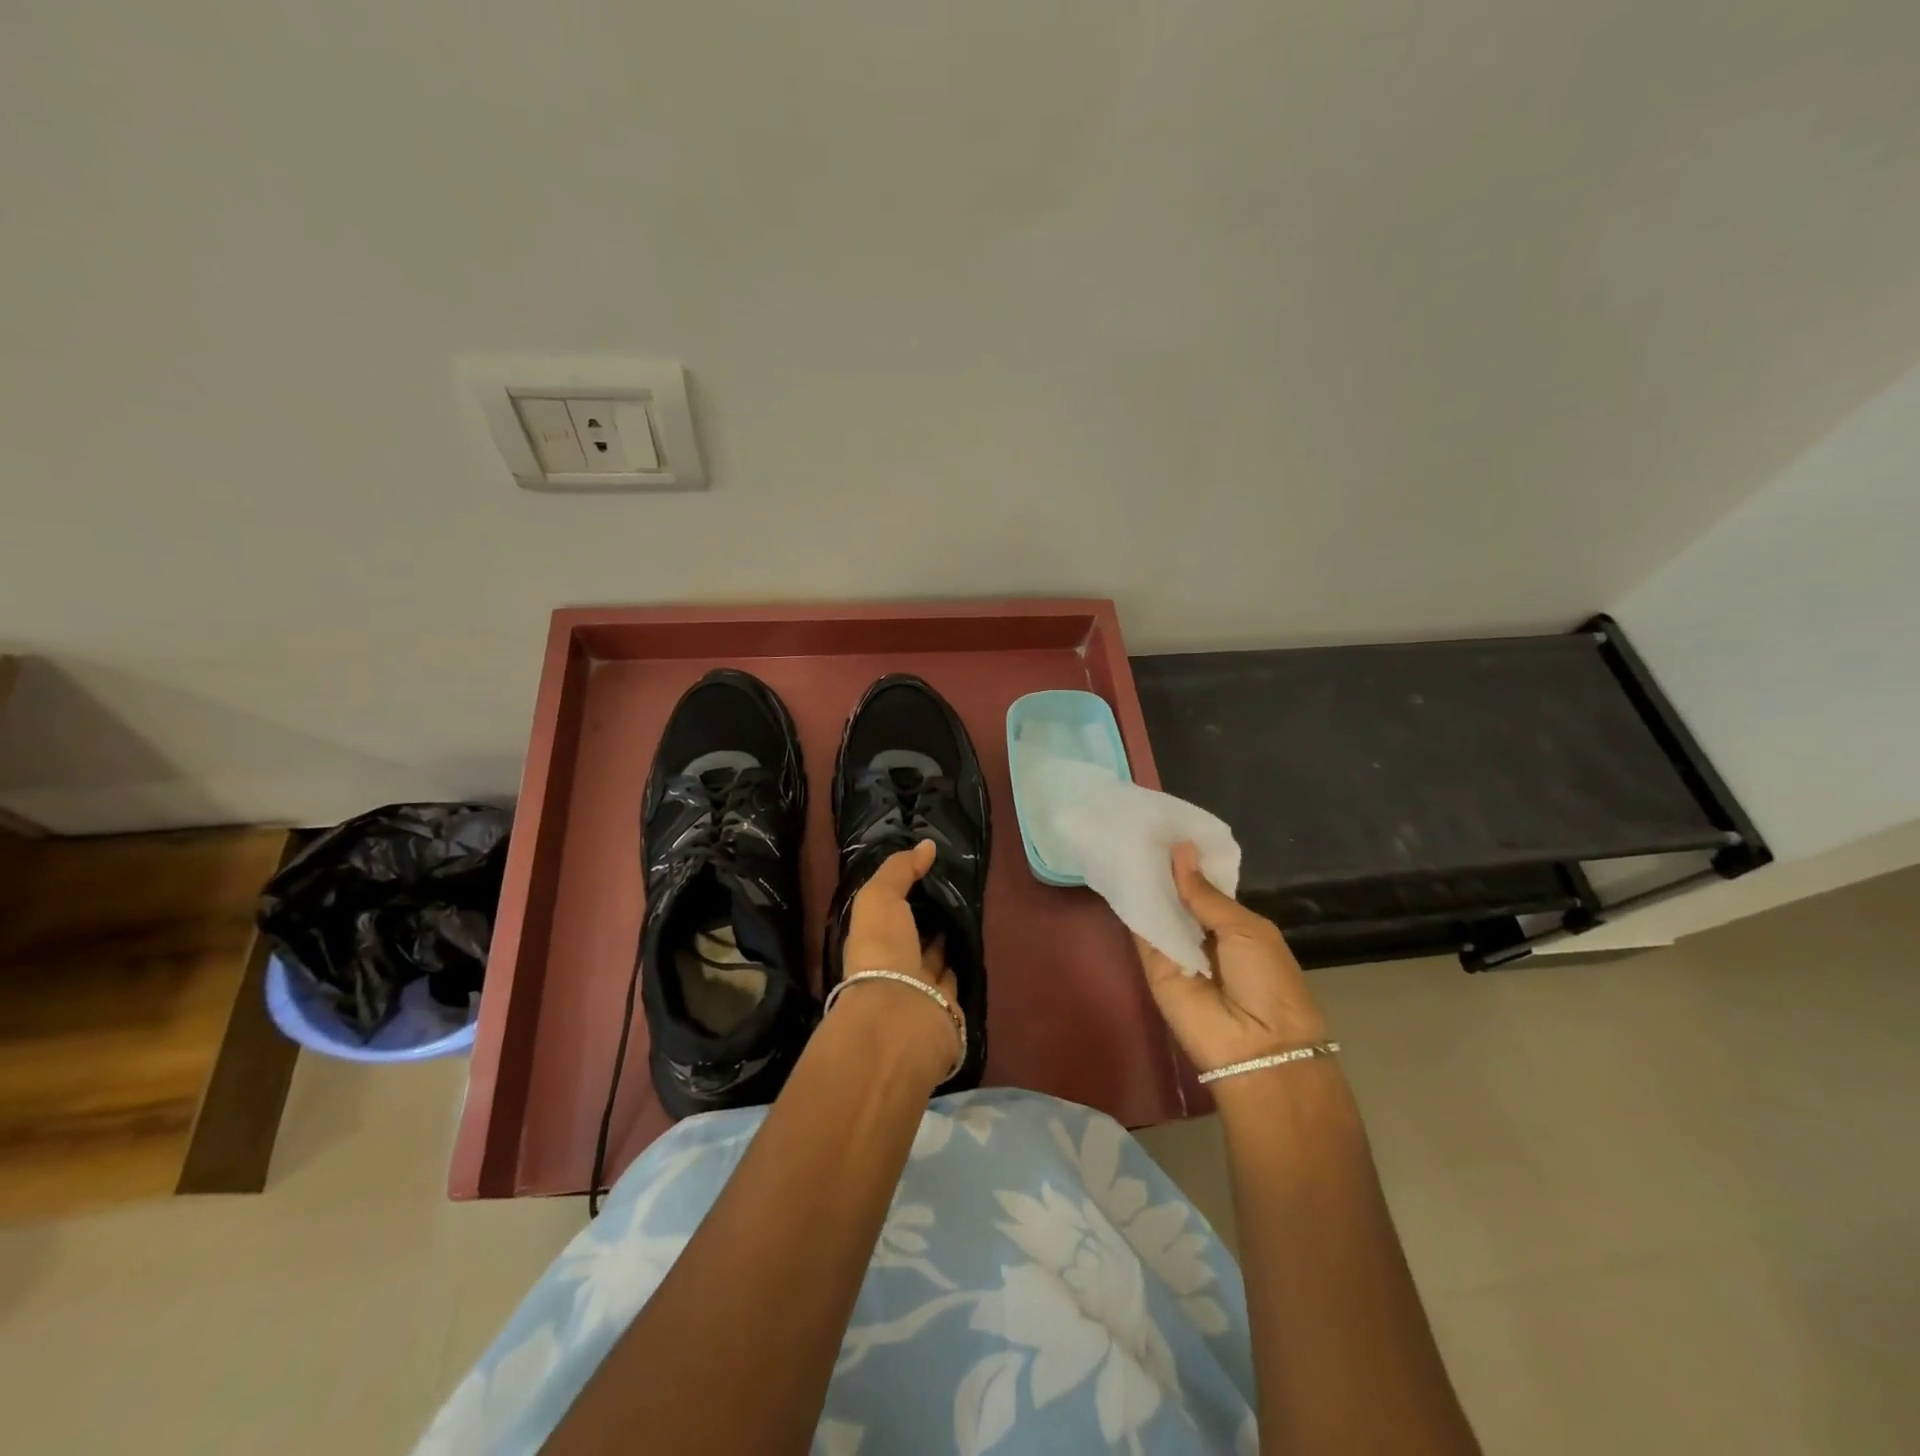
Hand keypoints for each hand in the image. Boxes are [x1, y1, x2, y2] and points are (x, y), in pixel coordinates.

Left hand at [837, 841, 961, 1083]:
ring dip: (950, 937)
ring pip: (937, 956)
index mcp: (870, 941)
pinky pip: (956, 976)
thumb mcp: (879, 898)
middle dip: (931, 914)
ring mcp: (919, 989)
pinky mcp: (947, 1007)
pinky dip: (964, 960)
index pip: (887, 912)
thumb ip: (899, 870)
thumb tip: (927, 845)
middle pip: (914, 935)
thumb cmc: (882, 950)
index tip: (931, 867)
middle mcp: (892, 966)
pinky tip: (979, 938)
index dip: (906, 892)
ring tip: (973, 906)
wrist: (901, 1014)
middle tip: (959, 885)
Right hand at [1135, 842, 1329, 1075]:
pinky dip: (1131, 905)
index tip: (1165, 827)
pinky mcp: (1151, 965)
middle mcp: (1202, 935)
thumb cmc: (1268, 982)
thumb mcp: (1245, 929)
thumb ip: (1206, 893)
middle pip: (1176, 896)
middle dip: (1162, 868)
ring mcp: (1175, 950)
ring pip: (1156, 910)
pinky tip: (1118, 871)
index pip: (1203, 887)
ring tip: (1124, 837)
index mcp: (1234, 925)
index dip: (1187, 861)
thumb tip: (1181, 849)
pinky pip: (1141, 931)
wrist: (1256, 1047)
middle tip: (1138, 825)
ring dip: (1144, 881)